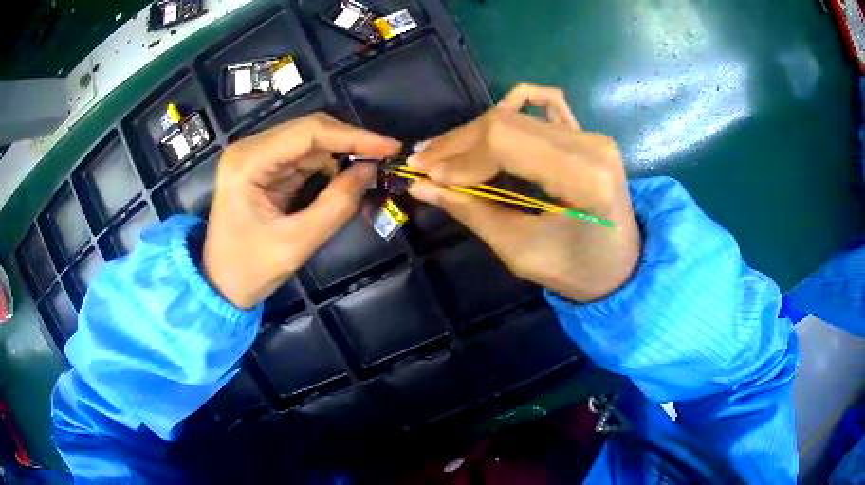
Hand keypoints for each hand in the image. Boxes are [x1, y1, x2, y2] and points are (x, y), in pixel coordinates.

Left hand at [204, 113, 399, 308]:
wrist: (220, 285)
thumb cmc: (249, 270)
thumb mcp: (296, 243)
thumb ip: (336, 205)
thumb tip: (371, 171)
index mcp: (247, 162)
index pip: (308, 132)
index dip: (353, 136)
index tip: (390, 148)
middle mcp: (249, 149)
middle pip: (309, 130)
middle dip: (350, 142)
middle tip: (386, 157)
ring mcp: (256, 156)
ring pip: (310, 141)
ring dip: (342, 152)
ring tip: (374, 167)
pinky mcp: (265, 168)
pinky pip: (304, 157)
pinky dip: (330, 164)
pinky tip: (349, 174)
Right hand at [407, 84, 640, 301]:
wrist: (624, 267)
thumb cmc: (579, 272)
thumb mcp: (521, 252)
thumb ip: (472, 212)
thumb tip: (421, 185)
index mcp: (584, 178)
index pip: (505, 142)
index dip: (459, 157)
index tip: (426, 176)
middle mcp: (590, 144)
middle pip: (506, 122)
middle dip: (457, 143)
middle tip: (422, 164)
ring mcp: (591, 134)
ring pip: (515, 115)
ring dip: (473, 132)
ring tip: (443, 154)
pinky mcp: (587, 133)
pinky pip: (545, 103)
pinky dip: (513, 105)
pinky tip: (491, 127)